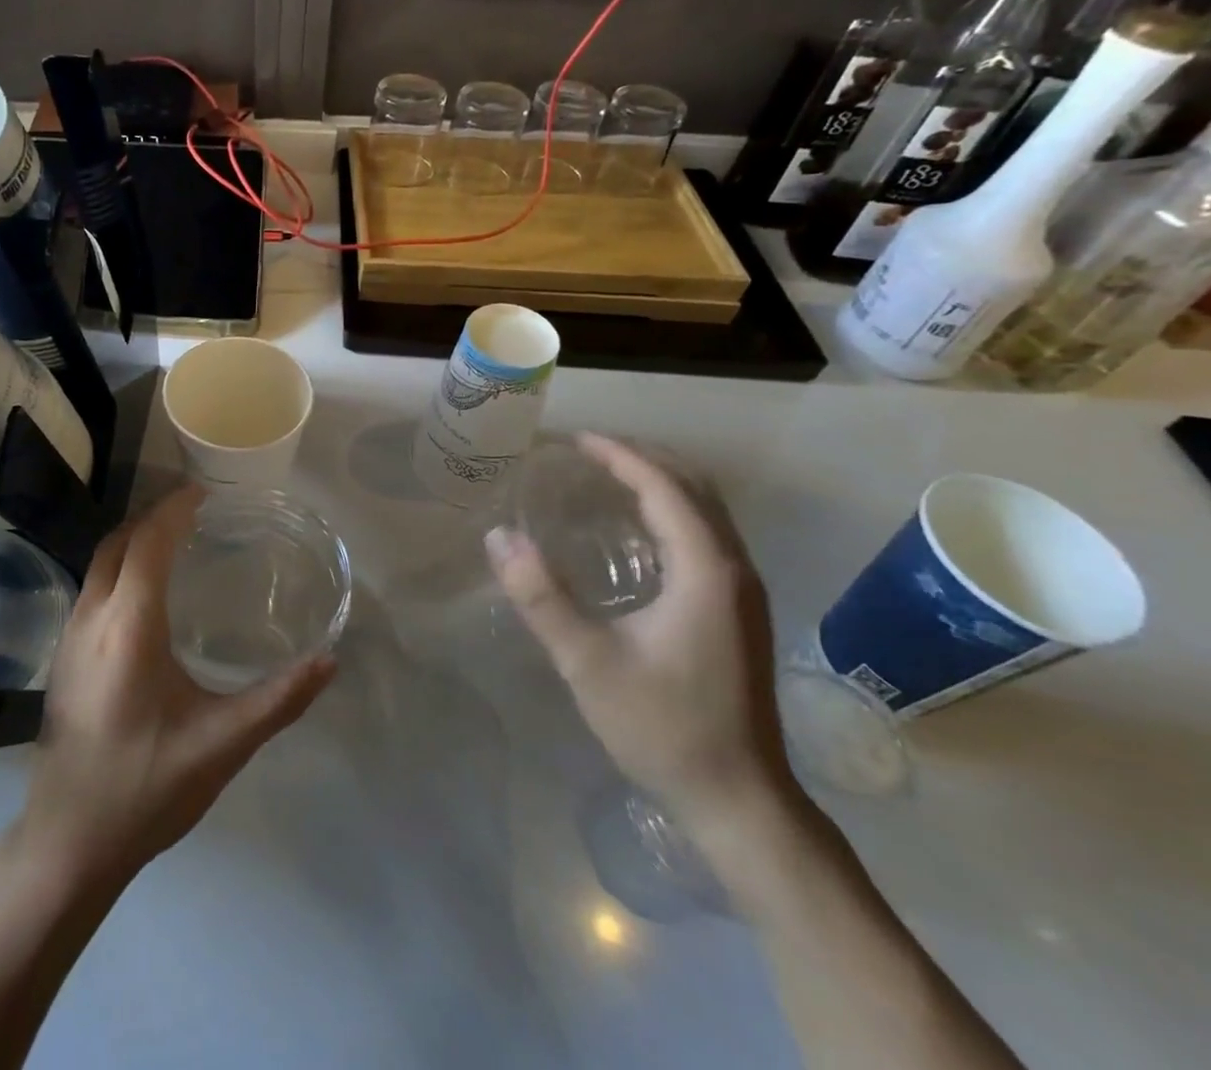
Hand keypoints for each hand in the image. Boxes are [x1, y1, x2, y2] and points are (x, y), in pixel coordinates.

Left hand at [17, 486, 335, 886]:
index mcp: (128, 626)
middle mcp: (91, 618)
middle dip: (154, 517)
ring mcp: (69, 637)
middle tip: (196, 513)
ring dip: (134, 540)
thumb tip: (330, 661)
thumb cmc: (145, 787)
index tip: (206, 494)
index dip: (174, 510)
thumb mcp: (222, 744)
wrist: (66, 844)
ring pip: (100, 563)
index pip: (148, 542)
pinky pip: (93, 588)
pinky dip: (121, 567)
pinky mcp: (62, 658)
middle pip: (118, 542)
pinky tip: (147, 596)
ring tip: (177, 542)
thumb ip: (280, 700)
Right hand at [485, 433, 792, 823]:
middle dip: (642, 459)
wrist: (740, 801)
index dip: (620, 456)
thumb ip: (541, 597)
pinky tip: (638, 531)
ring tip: (607, 477)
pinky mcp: (738, 612)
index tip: (575, 441)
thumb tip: (499, 536)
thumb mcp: (588, 662)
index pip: (664, 488)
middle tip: (587, 453)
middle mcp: (734, 569)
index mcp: (706, 570)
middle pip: (693, 488)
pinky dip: (671, 512)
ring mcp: (742, 592)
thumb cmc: (663, 727)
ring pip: (705, 512)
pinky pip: (706, 536)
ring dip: (659, 483)